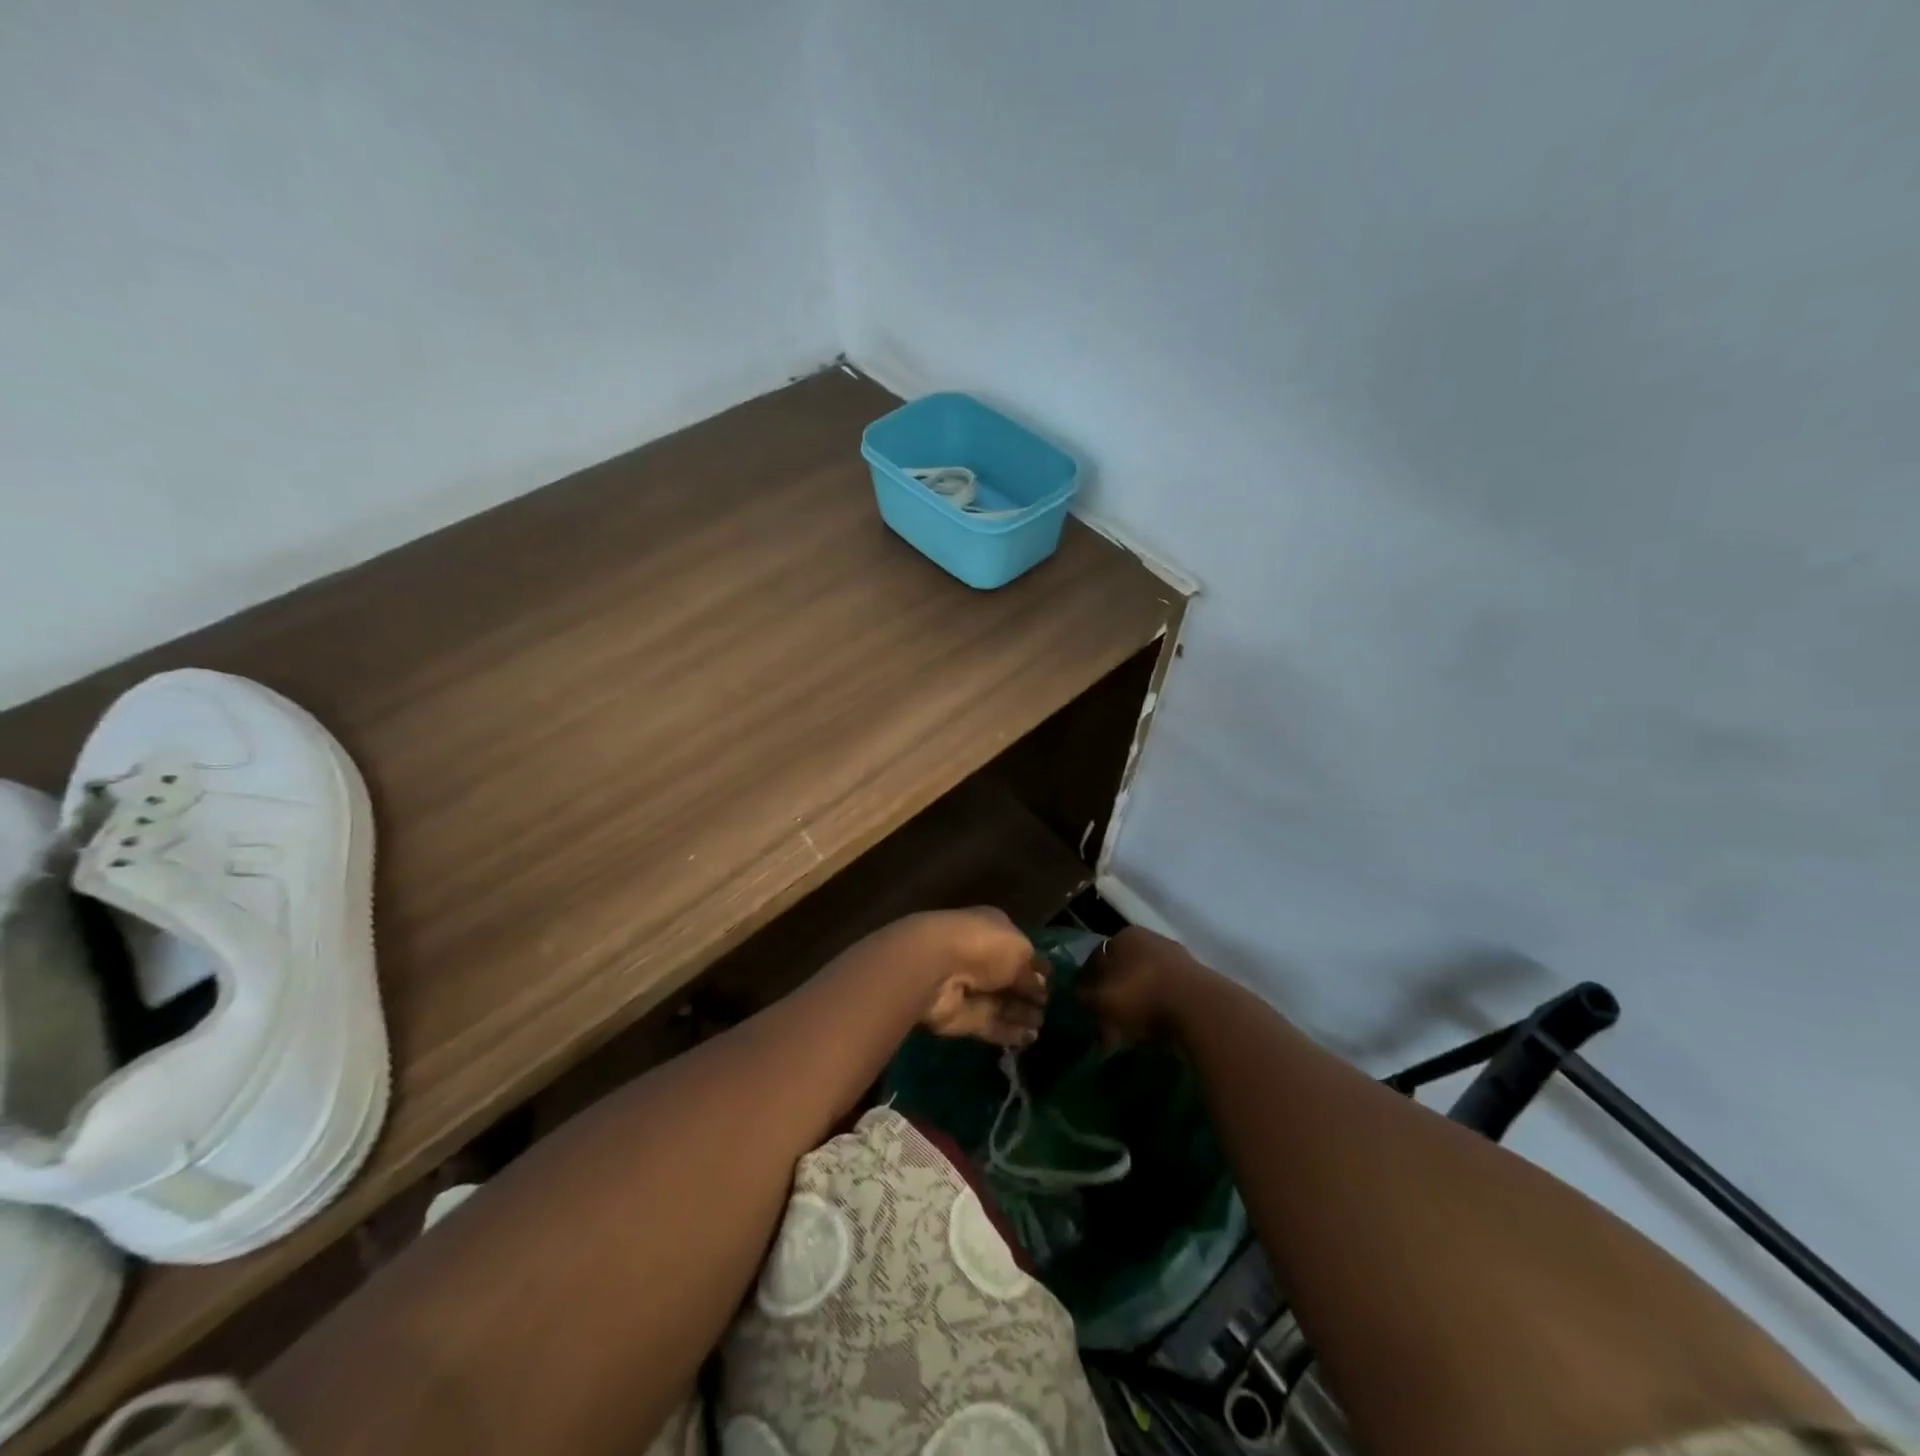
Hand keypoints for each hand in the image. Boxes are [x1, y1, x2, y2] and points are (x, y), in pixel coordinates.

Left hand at [912, 908, 1049, 1047]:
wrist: (936, 968)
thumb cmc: (984, 945)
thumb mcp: (1020, 949)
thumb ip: (1031, 969)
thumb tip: (1040, 984)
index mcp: (992, 929)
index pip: (1017, 948)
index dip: (1034, 965)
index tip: (1051, 982)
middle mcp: (979, 956)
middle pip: (1008, 978)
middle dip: (1028, 993)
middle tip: (1049, 1008)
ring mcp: (968, 987)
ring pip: (1000, 1003)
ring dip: (1021, 1014)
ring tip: (1043, 1025)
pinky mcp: (960, 1016)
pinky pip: (990, 1024)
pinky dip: (1009, 1031)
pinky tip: (1030, 1039)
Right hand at [1078, 926, 1198, 1046]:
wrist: (1202, 1011)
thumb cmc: (1142, 997)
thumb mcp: (1101, 1000)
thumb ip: (1083, 997)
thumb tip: (1076, 995)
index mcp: (1125, 936)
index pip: (1097, 957)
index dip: (1087, 984)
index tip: (1084, 1008)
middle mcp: (1151, 939)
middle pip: (1122, 971)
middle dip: (1113, 997)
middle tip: (1105, 1025)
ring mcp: (1178, 959)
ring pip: (1146, 985)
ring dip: (1136, 1007)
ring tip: (1129, 1035)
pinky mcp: (1198, 982)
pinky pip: (1167, 998)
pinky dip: (1158, 1013)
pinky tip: (1153, 1034)